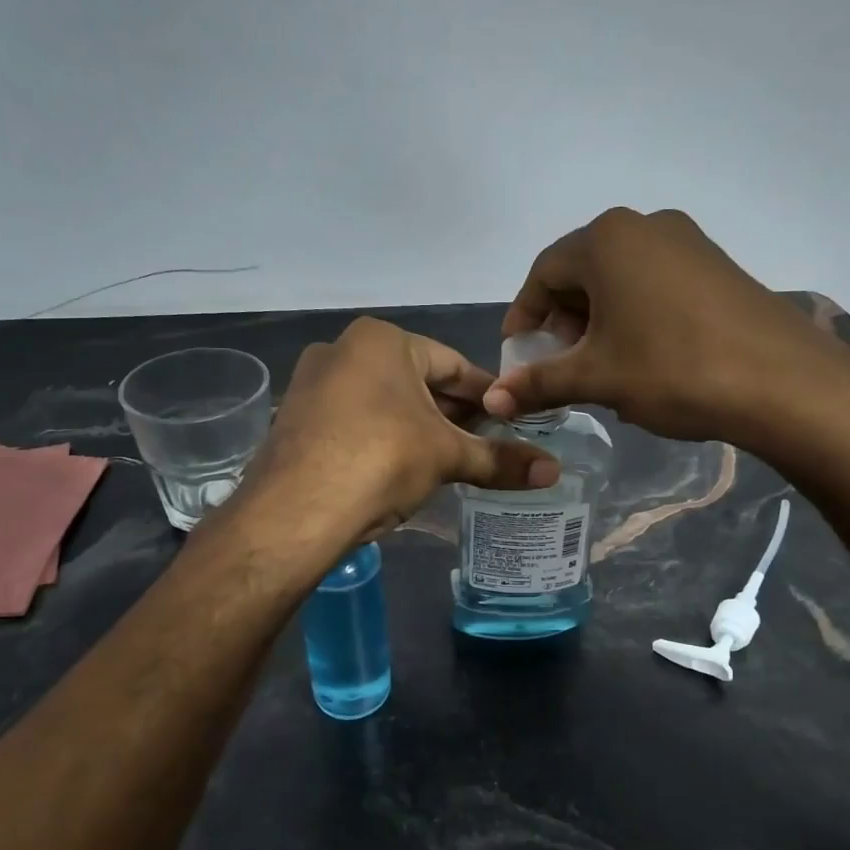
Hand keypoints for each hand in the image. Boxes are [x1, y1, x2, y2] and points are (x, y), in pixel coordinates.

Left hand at [247, 317, 559, 540]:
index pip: (452, 364)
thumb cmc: (382, 459)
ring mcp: (312, 384)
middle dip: (452, 411)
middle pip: (416, 381)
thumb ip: (500, 460)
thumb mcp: (447, 456)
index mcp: (382, 340)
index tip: (512, 415)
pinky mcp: (295, 420)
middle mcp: (342, 350)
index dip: (487, 393)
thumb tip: (555, 472)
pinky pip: (354, 421)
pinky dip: (383, 438)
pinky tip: (401, 468)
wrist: (295, 510)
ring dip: (418, 427)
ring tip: (450, 458)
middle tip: (486, 441)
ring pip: (384, 402)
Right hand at [482, 208, 829, 444]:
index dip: (524, 317)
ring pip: (621, 279)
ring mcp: (687, 242)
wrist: (782, 382)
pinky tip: (643, 357)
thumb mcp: (597, 378)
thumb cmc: (672, 370)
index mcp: (606, 240)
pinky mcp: (717, 265)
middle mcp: (644, 226)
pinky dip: (635, 315)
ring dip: (599, 320)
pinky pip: (656, 284)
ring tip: (599, 366)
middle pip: (582, 272)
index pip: (543, 274)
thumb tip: (492, 402)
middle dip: (562, 321)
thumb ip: (539, 384)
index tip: (517, 357)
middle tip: (558, 365)